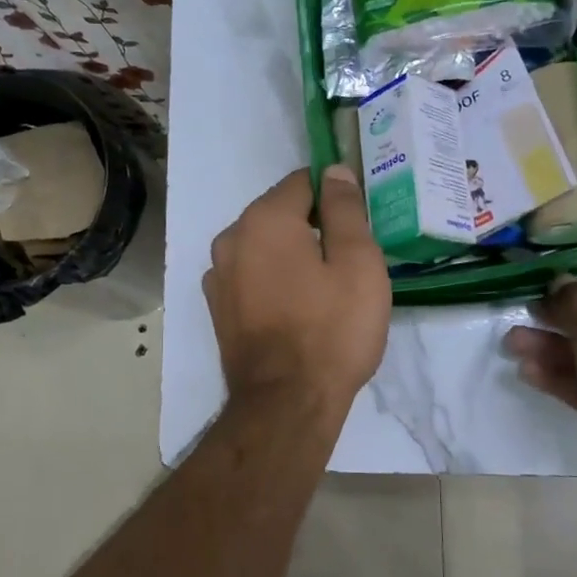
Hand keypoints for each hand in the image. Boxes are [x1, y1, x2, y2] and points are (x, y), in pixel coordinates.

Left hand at [205, 166, 389, 416]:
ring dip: (292, 255)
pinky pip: (252, 276)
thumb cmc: (332, 330)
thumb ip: (345, 209)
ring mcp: (218, 276)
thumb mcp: (358, 263)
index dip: (335, 196)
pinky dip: (274, 281)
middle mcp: (230, 238)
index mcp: (264, 220)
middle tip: (348, 262)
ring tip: (324, 290)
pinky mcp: (218, 308)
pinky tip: (297, 309)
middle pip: (281, 214)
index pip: (304, 182)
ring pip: (264, 247)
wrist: (287, 404)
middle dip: (313, 227)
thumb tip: (334, 171)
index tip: (358, 225)